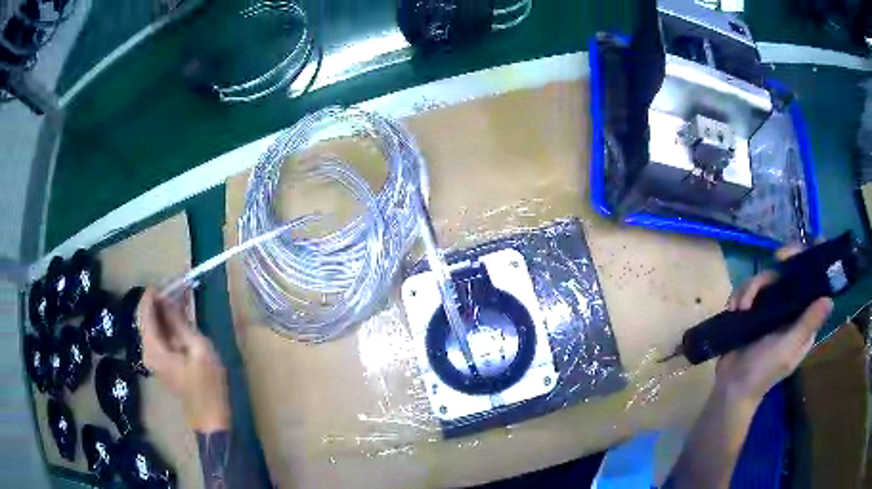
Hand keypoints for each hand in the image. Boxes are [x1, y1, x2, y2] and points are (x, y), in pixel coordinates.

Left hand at [137, 288, 230, 432]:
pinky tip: (183, 316)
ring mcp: (153, 356)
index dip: (154, 293)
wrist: (210, 417)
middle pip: (147, 316)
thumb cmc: (207, 385)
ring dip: (166, 310)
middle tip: (181, 286)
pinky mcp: (161, 360)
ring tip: (184, 297)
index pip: (144, 310)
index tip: (169, 279)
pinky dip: (169, 322)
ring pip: (154, 324)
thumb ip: (181, 323)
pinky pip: (160, 334)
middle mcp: (147, 350)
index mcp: (153, 347)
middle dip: (162, 299)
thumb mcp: (199, 350)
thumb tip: (169, 300)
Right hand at [717, 251, 832, 402]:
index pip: (814, 284)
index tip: (807, 248)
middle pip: (791, 273)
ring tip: (742, 307)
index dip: (813, 262)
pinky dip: (741, 295)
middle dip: (784, 263)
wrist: (731, 387)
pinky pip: (749, 289)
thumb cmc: (763, 372)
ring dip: (754, 287)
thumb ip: (807, 325)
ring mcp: (770, 309)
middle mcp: (790, 309)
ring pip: (767, 278)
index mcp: (803, 319)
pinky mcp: (753, 311)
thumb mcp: (787, 350)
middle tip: (777, 257)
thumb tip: (829, 297)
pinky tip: (735, 309)